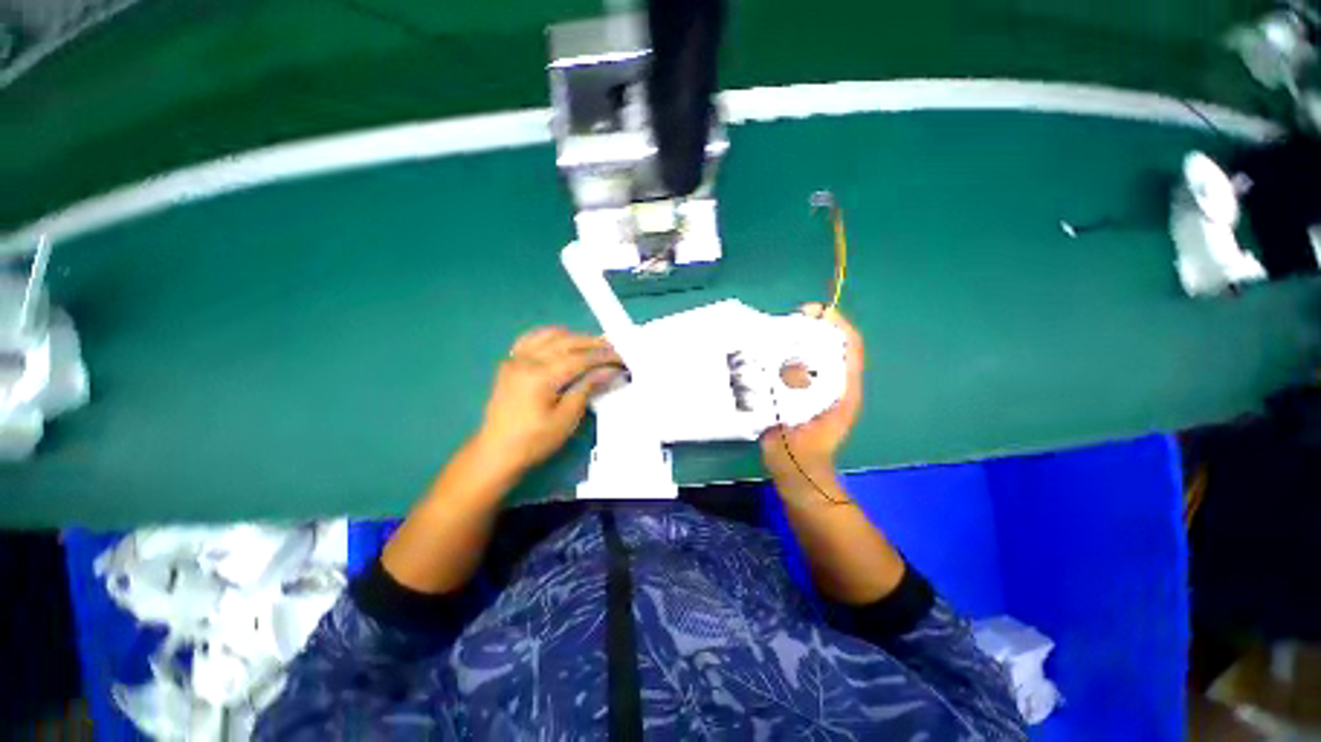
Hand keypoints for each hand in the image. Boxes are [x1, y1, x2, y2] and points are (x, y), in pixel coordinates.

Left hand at [475, 327, 622, 474]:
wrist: (496, 452)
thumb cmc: (534, 441)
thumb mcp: (566, 418)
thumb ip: (587, 388)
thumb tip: (609, 371)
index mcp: (540, 376)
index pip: (580, 358)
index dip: (603, 356)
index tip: (622, 357)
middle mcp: (526, 360)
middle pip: (567, 342)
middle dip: (593, 343)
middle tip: (614, 348)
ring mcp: (515, 359)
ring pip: (549, 335)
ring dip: (574, 337)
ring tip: (592, 345)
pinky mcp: (510, 363)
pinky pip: (531, 339)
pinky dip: (551, 337)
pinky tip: (562, 343)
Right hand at [760, 304, 863, 497]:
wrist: (799, 479)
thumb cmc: (799, 459)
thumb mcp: (795, 430)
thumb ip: (793, 403)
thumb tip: (792, 366)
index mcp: (843, 392)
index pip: (849, 348)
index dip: (835, 324)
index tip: (810, 312)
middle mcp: (835, 385)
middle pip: (832, 345)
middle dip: (812, 327)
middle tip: (784, 321)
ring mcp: (820, 390)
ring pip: (815, 355)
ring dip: (798, 340)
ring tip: (773, 334)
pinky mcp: (805, 394)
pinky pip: (799, 367)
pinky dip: (787, 355)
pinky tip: (767, 357)